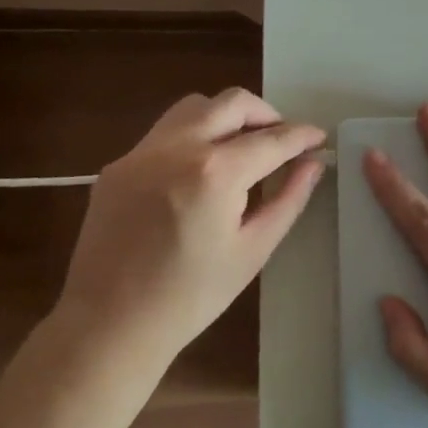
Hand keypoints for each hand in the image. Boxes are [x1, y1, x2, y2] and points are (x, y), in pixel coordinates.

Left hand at [61, 88, 323, 364]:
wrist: (109, 325)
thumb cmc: (191, 297)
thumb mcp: (253, 250)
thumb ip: (288, 199)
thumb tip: (313, 164)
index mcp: (215, 173)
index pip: (271, 139)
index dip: (302, 136)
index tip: (319, 138)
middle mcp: (177, 147)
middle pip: (232, 103)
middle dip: (267, 114)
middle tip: (282, 140)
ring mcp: (142, 152)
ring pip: (194, 107)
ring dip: (226, 116)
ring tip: (241, 148)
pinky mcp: (118, 165)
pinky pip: (164, 133)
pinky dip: (193, 137)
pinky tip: (199, 172)